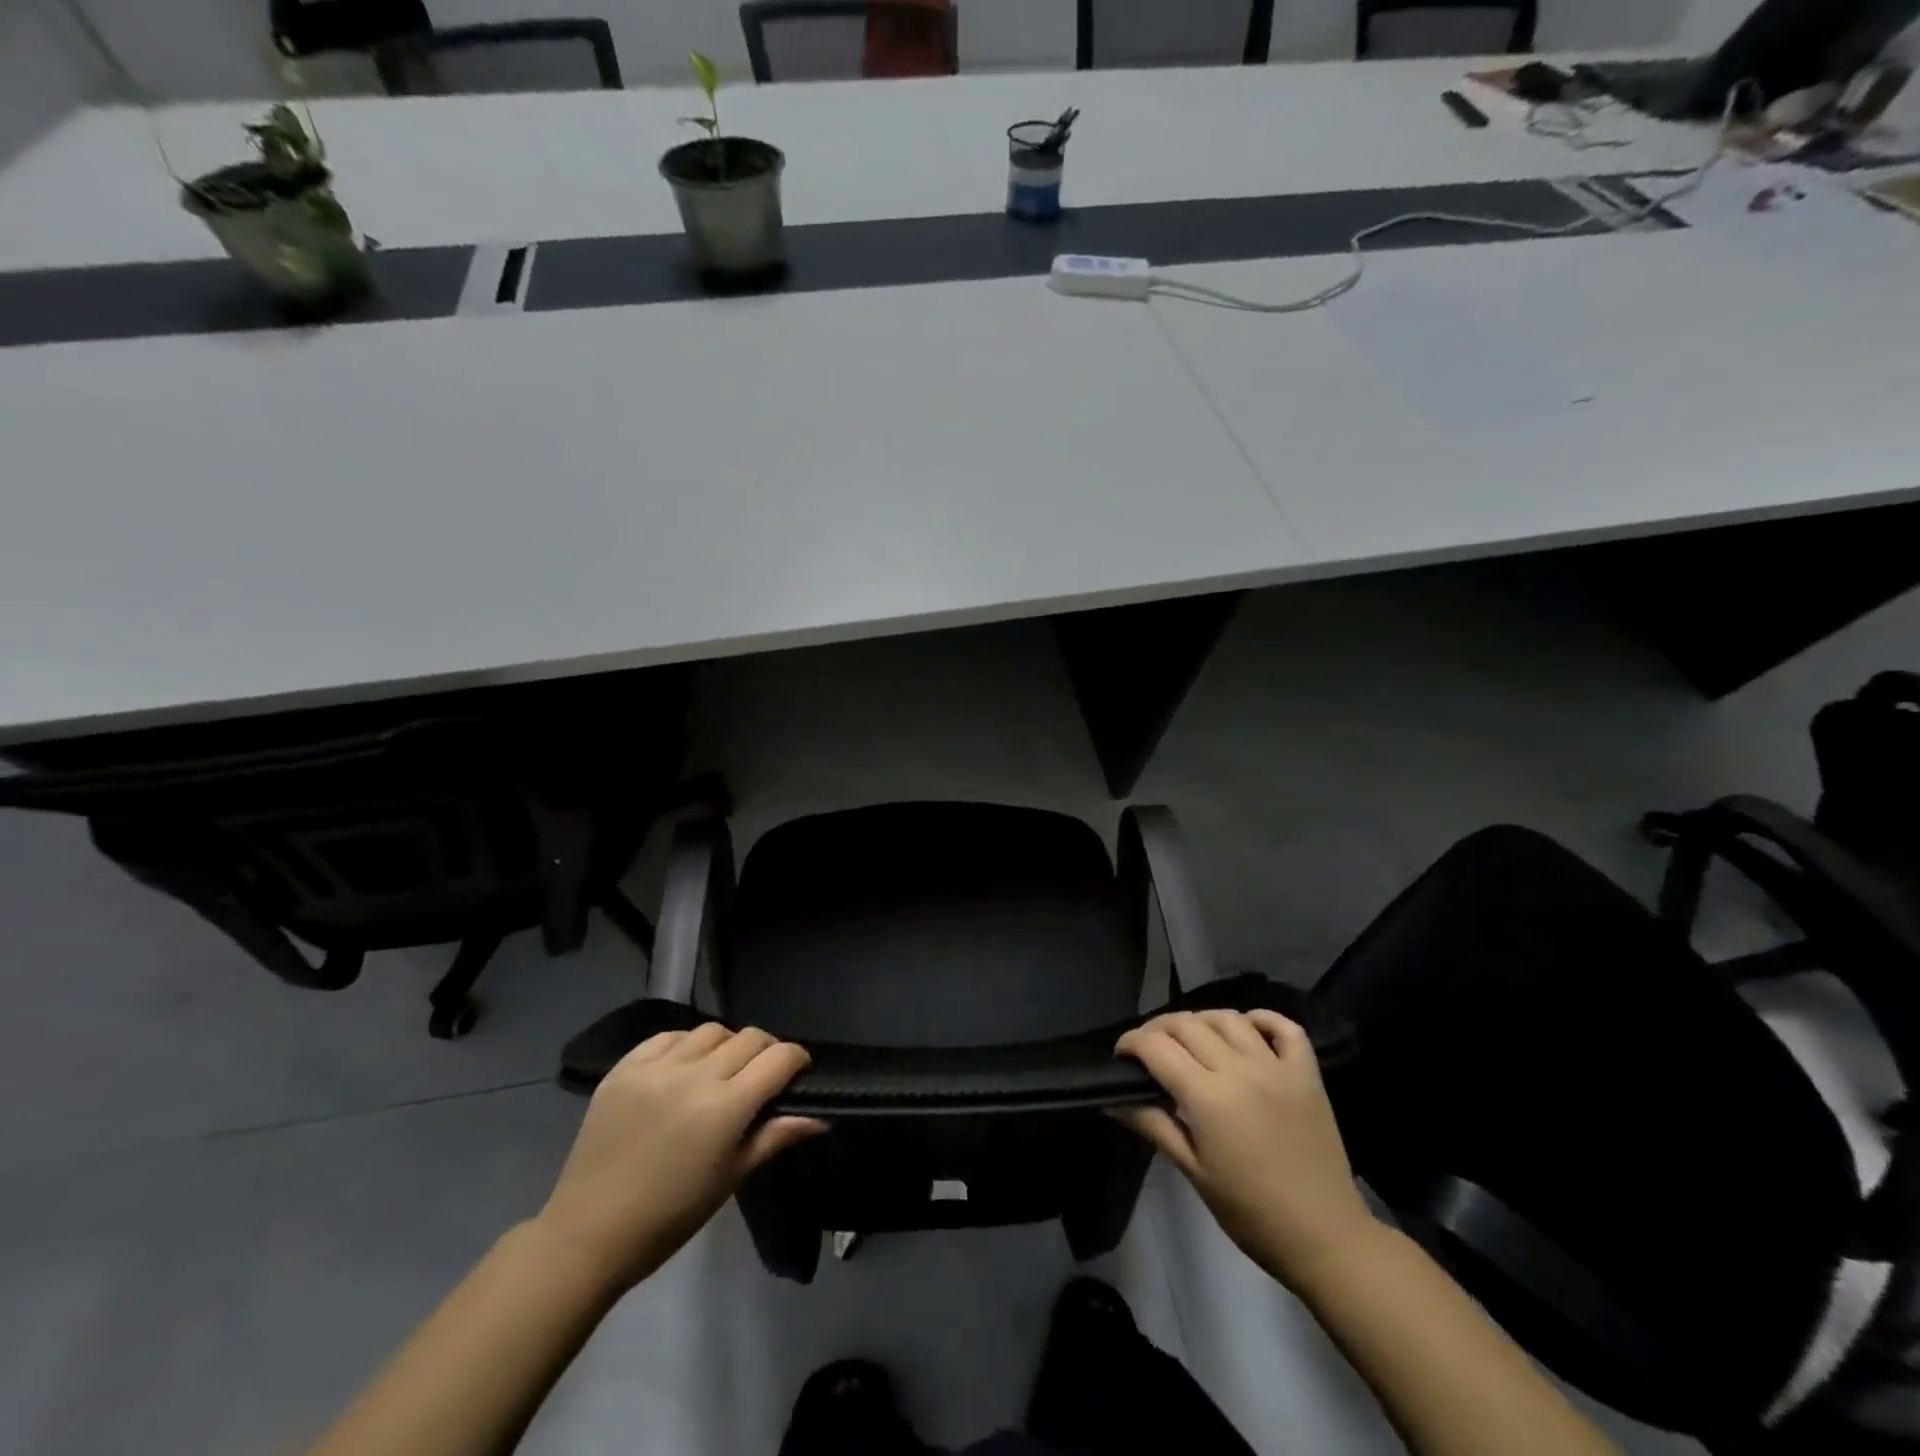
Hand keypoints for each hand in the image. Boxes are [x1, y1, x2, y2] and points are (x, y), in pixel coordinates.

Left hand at [535, 1024, 824, 1291]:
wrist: (588, 1233)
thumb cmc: (670, 1216)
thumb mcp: (730, 1178)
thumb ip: (775, 1137)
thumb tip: (821, 1119)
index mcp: (725, 1107)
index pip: (779, 1058)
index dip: (796, 1060)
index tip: (797, 1073)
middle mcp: (695, 1076)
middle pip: (749, 1038)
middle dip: (765, 1051)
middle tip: (760, 1075)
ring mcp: (656, 1068)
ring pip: (710, 1031)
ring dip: (726, 1045)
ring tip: (719, 1070)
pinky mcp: (624, 1067)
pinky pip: (668, 1037)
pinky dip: (685, 1045)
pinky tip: (682, 1068)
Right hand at [1114, 1010, 1378, 1286]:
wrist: (1325, 1238)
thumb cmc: (1250, 1212)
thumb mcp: (1194, 1173)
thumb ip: (1153, 1126)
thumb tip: (1113, 1100)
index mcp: (1207, 1097)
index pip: (1156, 1047)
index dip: (1130, 1043)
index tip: (1121, 1055)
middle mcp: (1239, 1069)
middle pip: (1187, 1024)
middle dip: (1159, 1028)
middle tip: (1150, 1048)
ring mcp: (1276, 1066)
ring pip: (1228, 1017)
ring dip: (1202, 1020)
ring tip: (1193, 1039)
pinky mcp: (1306, 1073)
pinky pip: (1283, 1027)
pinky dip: (1262, 1018)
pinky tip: (1247, 1027)